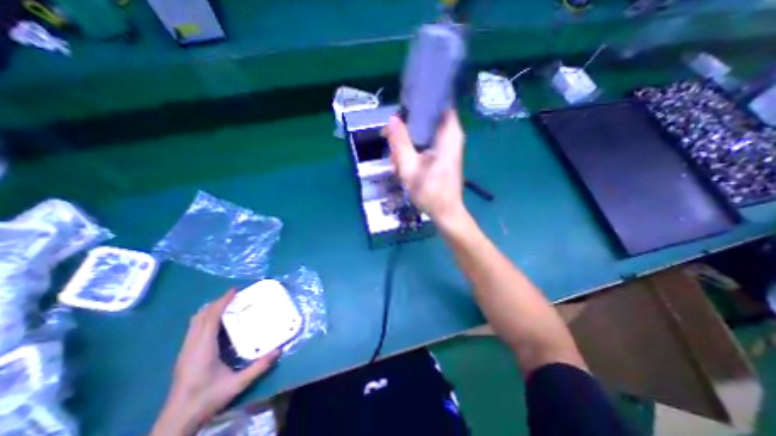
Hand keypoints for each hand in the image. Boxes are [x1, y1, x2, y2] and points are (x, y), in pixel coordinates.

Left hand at [151, 290, 280, 435]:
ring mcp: (185, 350)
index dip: (222, 302)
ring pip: (195, 322)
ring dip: (210, 309)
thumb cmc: (207, 399)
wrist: (177, 420)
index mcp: (203, 348)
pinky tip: (217, 322)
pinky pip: (194, 328)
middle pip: (201, 316)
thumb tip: (279, 351)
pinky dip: (205, 318)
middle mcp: (191, 345)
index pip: (211, 318)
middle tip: (234, 295)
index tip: (235, 290)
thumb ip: (258, 367)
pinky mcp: (184, 354)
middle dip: (217, 302)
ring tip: (226, 304)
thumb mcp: (236, 384)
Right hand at [383, 109, 465, 227]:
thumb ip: (400, 142)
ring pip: (425, 134)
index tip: (402, 109)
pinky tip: (403, 164)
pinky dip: (414, 150)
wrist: (445, 213)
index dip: (420, 103)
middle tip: (392, 140)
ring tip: (395, 159)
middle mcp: (452, 136)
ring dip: (409, 143)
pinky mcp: (444, 156)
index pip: (439, 103)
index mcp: (449, 134)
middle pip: (428, 120)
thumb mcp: (409, 166)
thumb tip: (393, 118)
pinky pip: (427, 145)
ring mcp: (449, 147)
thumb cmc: (430, 191)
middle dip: (408, 128)